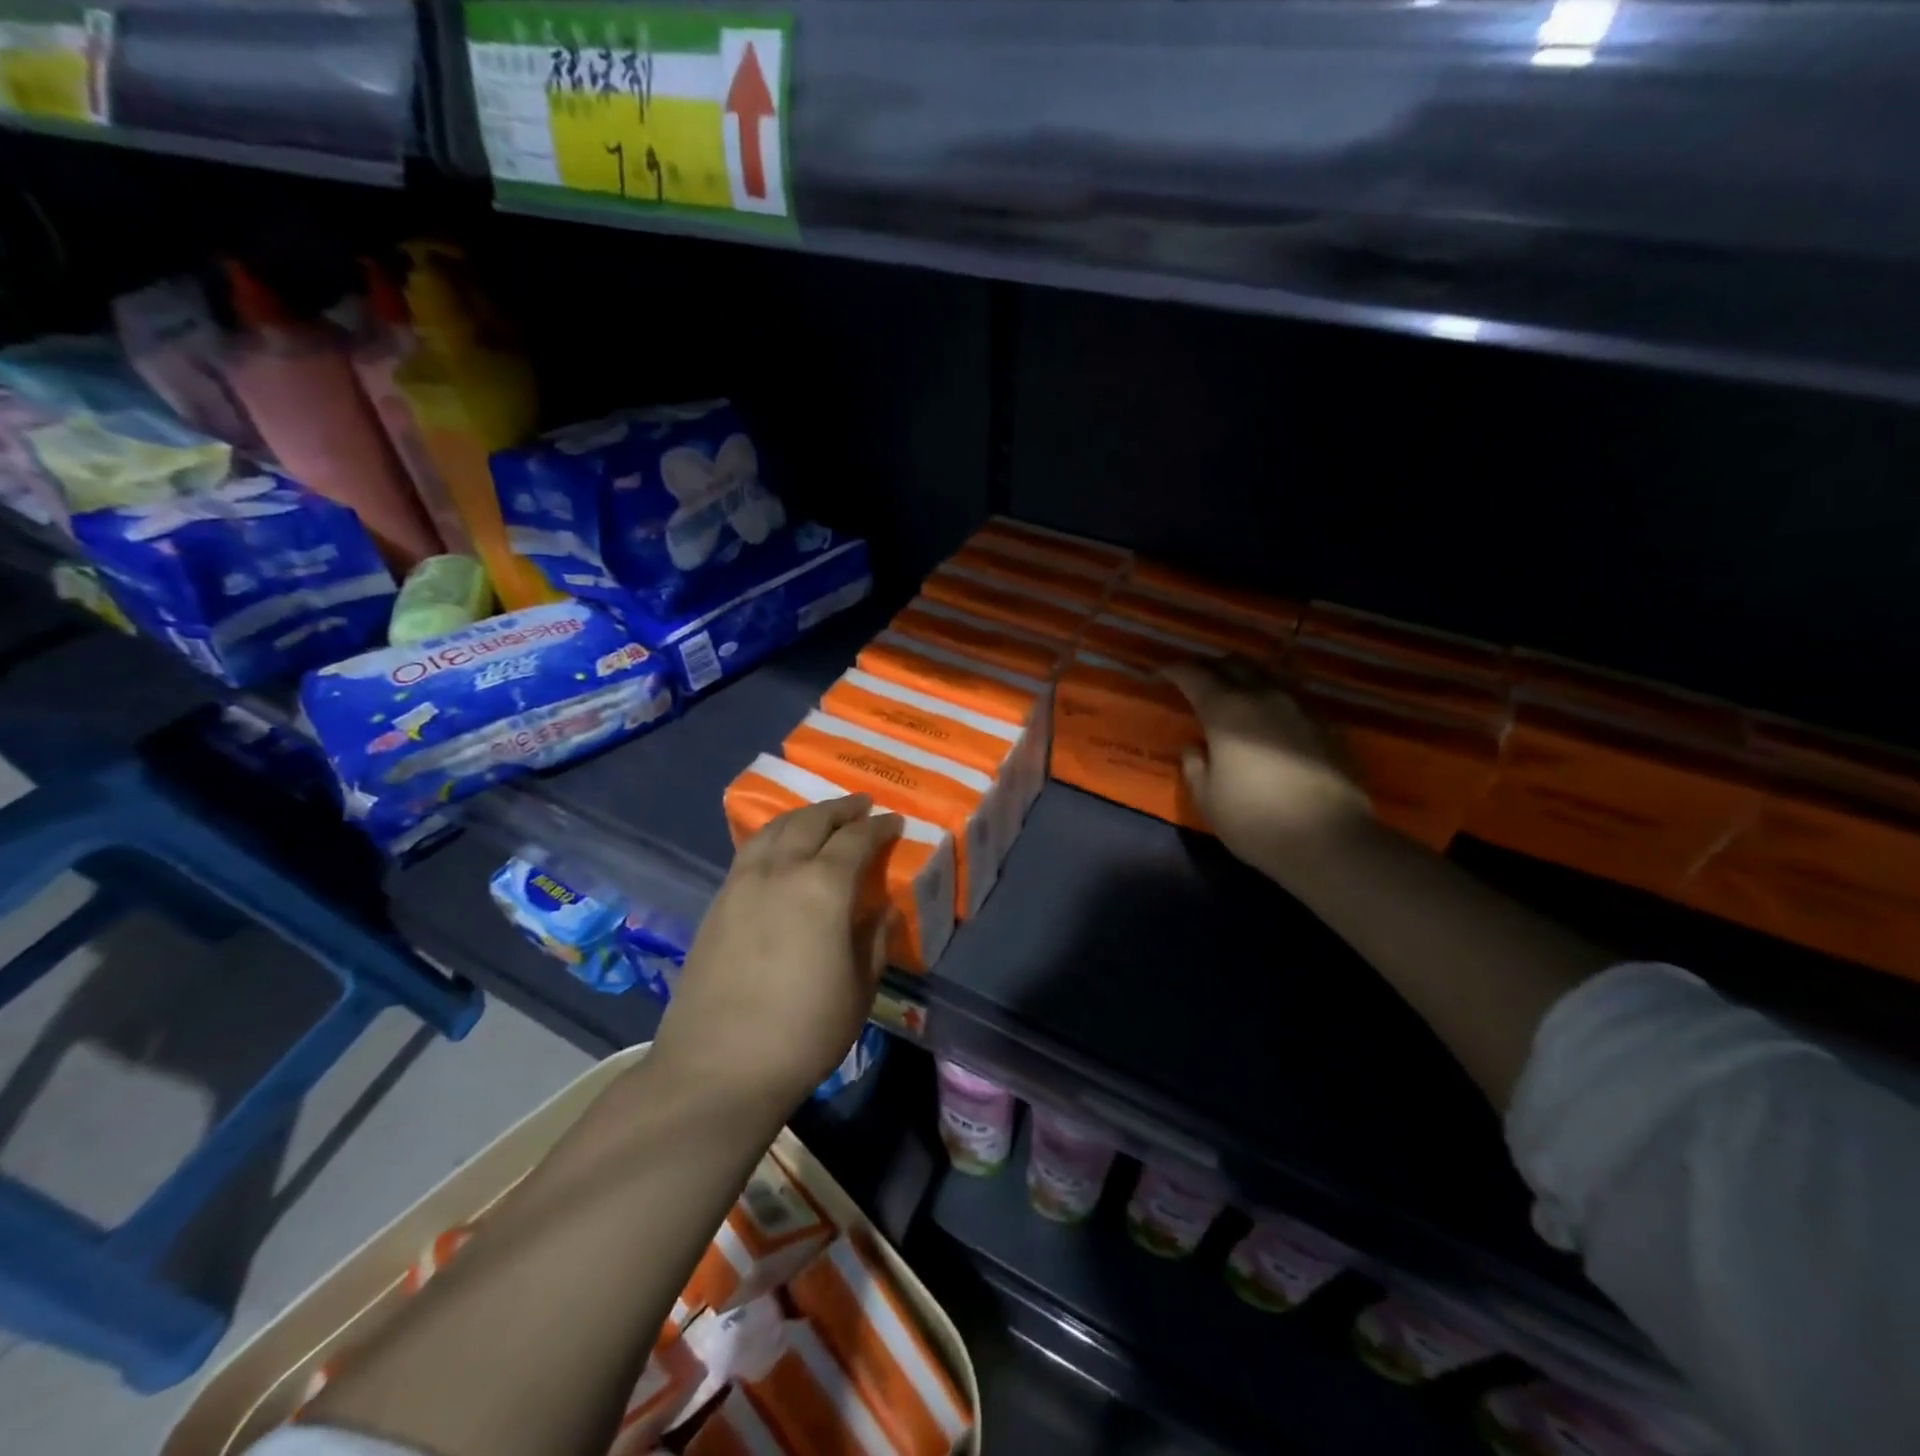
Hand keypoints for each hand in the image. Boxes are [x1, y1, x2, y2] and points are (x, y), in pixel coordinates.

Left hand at [652, 795, 900, 1109]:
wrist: (717, 1068)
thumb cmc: (803, 1033)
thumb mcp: (859, 989)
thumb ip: (874, 940)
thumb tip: (881, 908)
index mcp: (822, 888)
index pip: (856, 840)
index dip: (878, 827)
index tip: (895, 821)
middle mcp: (780, 871)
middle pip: (811, 821)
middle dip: (840, 809)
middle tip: (861, 806)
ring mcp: (741, 884)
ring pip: (774, 829)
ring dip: (803, 816)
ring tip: (820, 818)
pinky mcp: (717, 903)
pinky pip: (750, 851)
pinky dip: (773, 837)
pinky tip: (780, 851)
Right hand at [1164, 657, 1372, 877]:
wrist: (1330, 839)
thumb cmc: (1255, 820)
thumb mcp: (1207, 798)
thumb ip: (1194, 766)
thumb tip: (1195, 746)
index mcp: (1226, 711)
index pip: (1195, 675)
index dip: (1176, 670)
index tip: (1162, 673)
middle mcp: (1263, 698)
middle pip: (1234, 664)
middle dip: (1211, 667)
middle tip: (1196, 680)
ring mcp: (1299, 708)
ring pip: (1267, 675)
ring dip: (1245, 677)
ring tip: (1233, 692)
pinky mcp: (1325, 725)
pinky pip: (1290, 697)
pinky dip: (1270, 698)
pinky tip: (1267, 718)